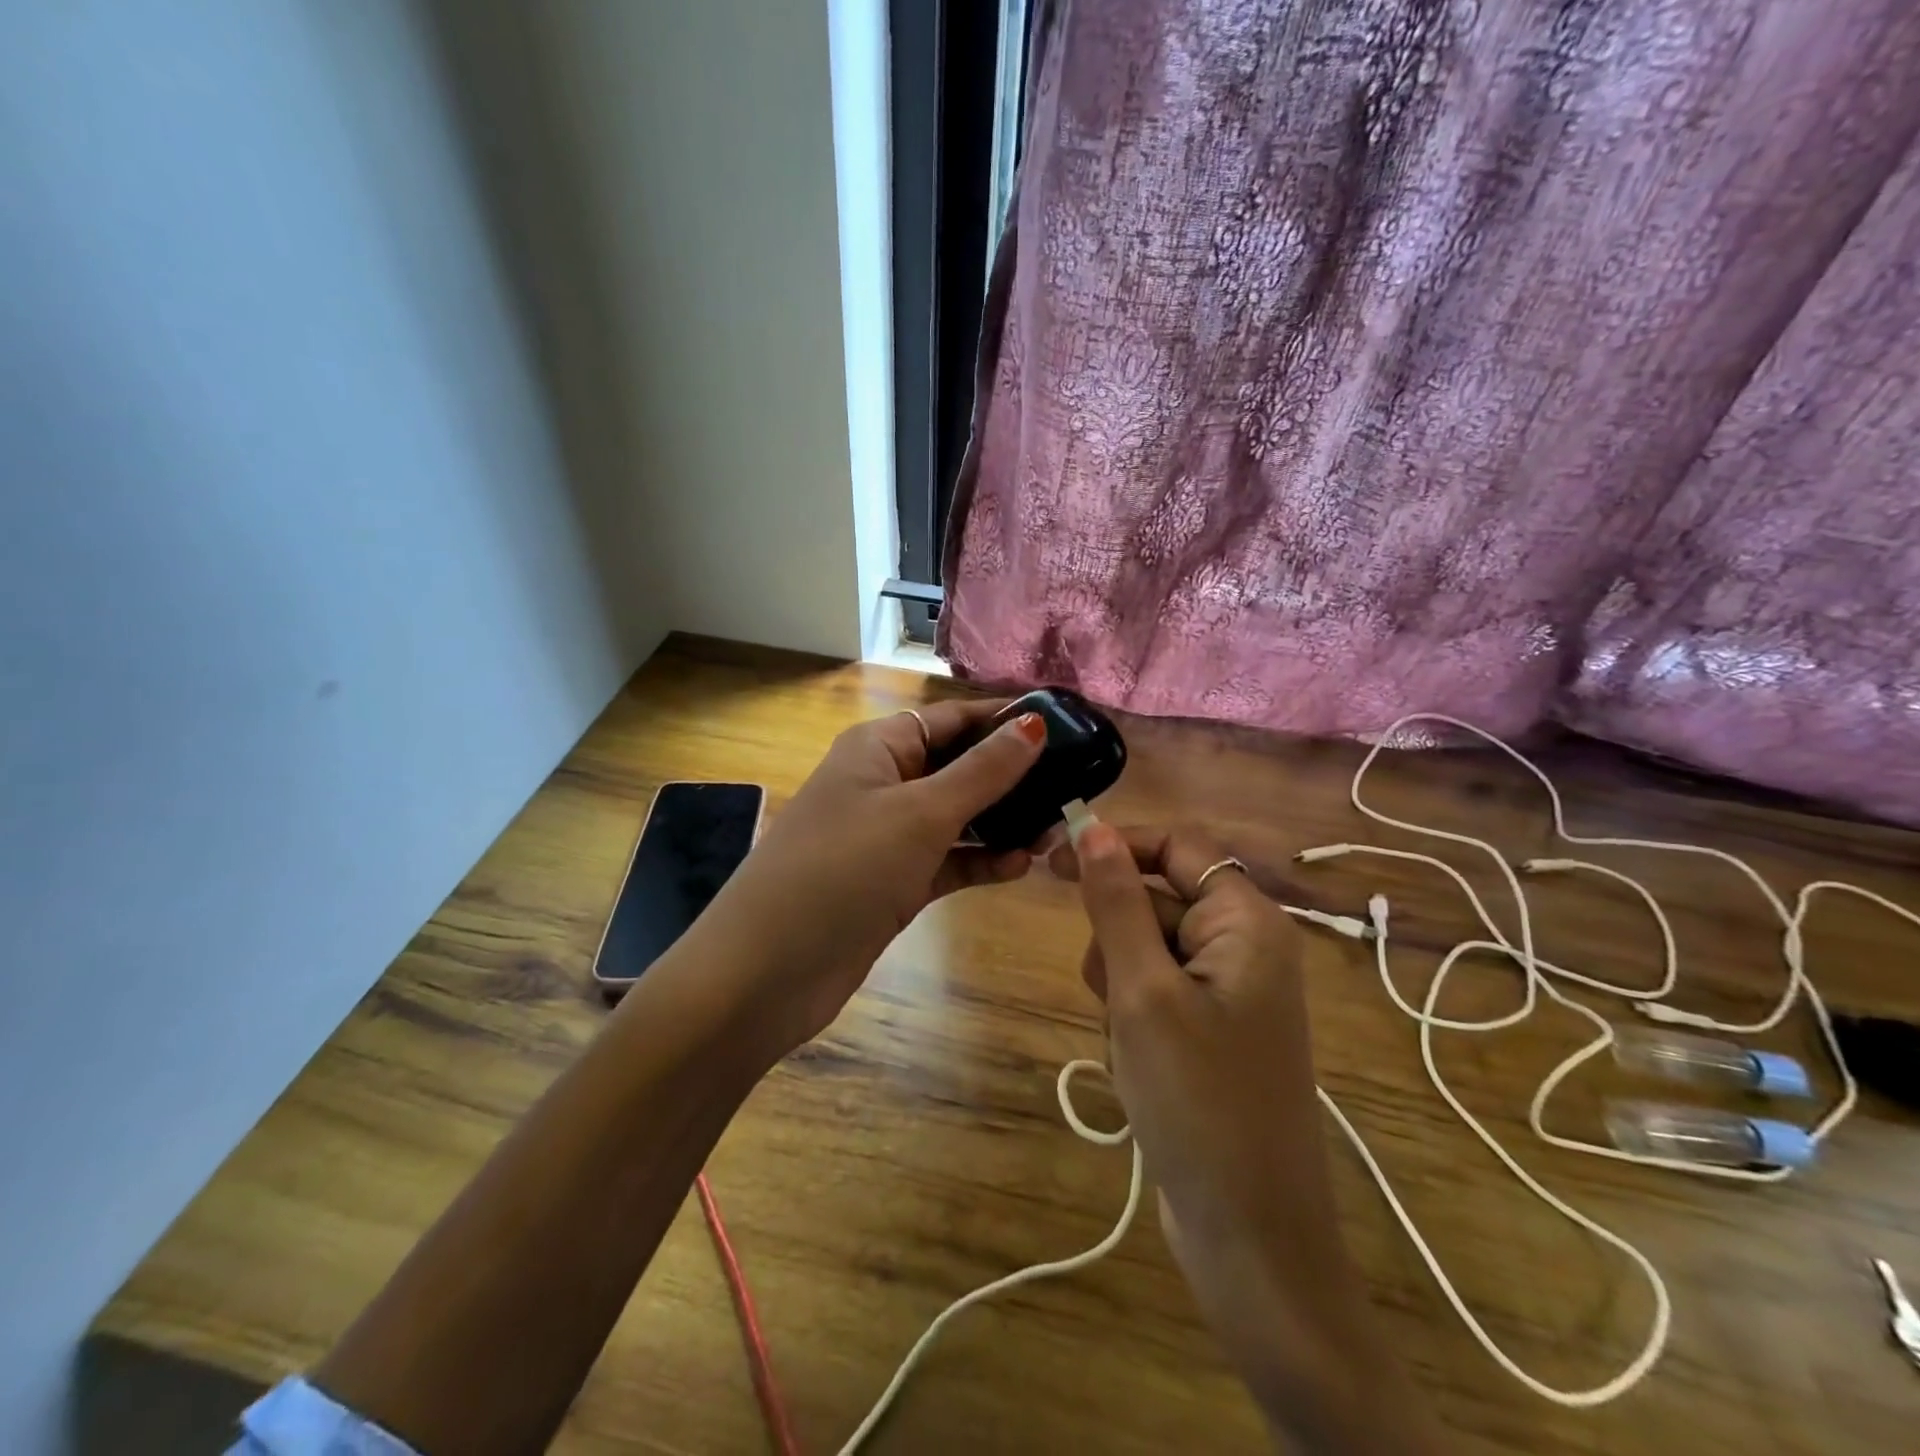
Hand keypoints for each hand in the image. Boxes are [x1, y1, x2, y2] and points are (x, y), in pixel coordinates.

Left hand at [699, 698, 1047, 1048]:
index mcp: (878, 748)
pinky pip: (946, 861)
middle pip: (957, 767)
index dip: (1003, 721)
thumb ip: (982, 772)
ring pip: (956, 817)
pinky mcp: (892, 883)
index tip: (1063, 728)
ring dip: (1001, 822)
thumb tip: (1033, 725)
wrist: (766, 972)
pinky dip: (980, 861)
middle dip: (1010, 776)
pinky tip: (1020, 866)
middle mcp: (882, 784)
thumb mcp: (919, 814)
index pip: (951, 719)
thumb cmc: (843, 870)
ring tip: (1055, 830)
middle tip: (1072, 786)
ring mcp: (886, 837)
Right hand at [1052, 825, 1444, 1452]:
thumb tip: (1093, 827)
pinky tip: (1138, 1069)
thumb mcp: (1143, 991)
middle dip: (1119, 941)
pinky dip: (1131, 1020)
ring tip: (1132, 1045)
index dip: (1118, 845)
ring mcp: (1228, 993)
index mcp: (1248, 922)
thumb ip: (1116, 902)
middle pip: (1156, 900)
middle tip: (1115, 997)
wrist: (1249, 1239)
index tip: (1051, 859)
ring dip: (1120, 988)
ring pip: (1145, 951)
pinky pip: (1152, 995)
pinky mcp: (1209, 1032)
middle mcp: (1245, 946)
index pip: (1178, 846)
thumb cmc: (1198, 1101)